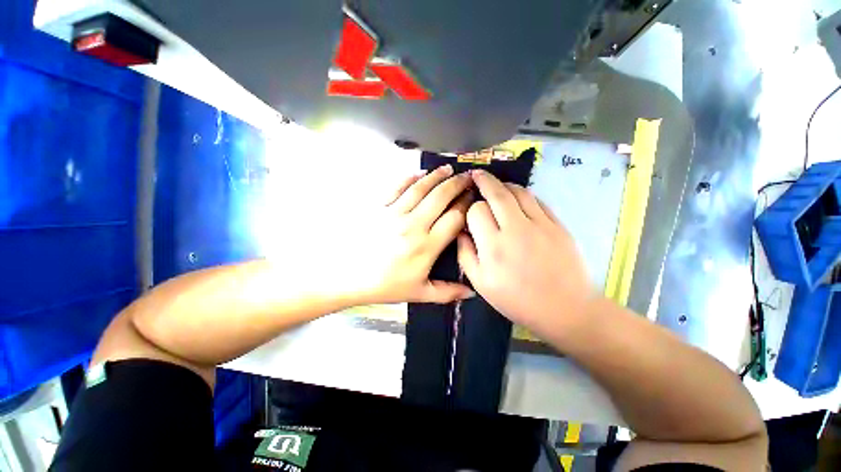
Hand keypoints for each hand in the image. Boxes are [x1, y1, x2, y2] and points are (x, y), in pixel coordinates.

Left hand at [351, 165, 473, 304]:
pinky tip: (419, 173)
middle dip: (457, 185)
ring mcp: (395, 213)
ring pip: (420, 189)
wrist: (347, 276)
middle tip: (467, 177)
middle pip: (440, 197)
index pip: (454, 218)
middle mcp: (413, 225)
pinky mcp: (379, 207)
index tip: (474, 198)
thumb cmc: (385, 285)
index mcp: (426, 246)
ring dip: (436, 176)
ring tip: (448, 169)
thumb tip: (471, 293)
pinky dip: (409, 178)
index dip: (467, 206)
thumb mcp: (418, 293)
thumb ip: (447, 292)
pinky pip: (397, 188)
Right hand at [457, 169, 594, 340]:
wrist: (565, 309)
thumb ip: (465, 254)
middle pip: (497, 193)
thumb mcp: (481, 284)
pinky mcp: (558, 224)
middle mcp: (515, 229)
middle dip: (484, 180)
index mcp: (493, 246)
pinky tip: (518, 198)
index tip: (470, 212)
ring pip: (518, 192)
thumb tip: (461, 232)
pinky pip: (537, 200)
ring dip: (504, 185)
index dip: (470, 208)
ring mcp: (540, 224)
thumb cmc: (517, 300)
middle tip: (476, 175)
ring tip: (496, 185)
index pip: (476, 211)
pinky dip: (524, 194)